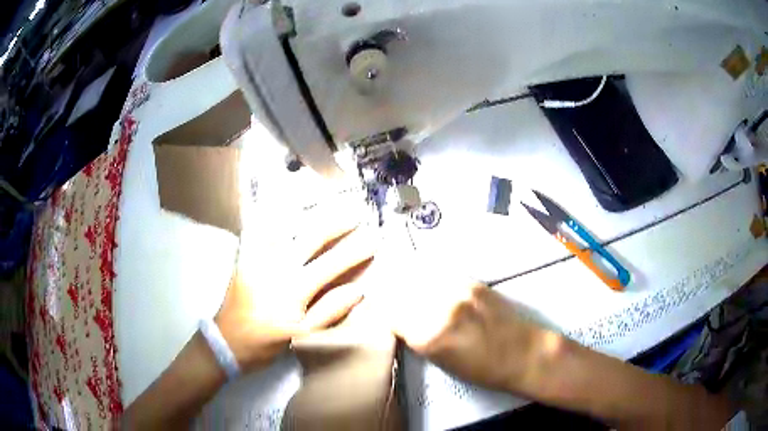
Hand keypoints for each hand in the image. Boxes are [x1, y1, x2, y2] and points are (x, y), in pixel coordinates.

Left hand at [215, 198, 375, 372]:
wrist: (227, 341)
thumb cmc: (268, 342)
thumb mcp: (303, 334)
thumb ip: (330, 311)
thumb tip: (358, 290)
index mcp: (295, 288)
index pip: (332, 264)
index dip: (355, 251)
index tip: (373, 239)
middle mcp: (277, 266)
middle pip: (311, 236)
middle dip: (336, 222)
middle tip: (354, 211)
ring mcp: (258, 258)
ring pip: (284, 225)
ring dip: (306, 211)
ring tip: (323, 199)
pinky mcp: (244, 257)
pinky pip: (257, 229)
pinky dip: (269, 215)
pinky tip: (280, 205)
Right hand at [362, 224, 542, 392]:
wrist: (523, 353)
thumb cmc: (481, 369)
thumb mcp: (439, 361)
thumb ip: (416, 336)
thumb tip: (398, 316)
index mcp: (429, 336)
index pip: (390, 312)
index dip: (380, 308)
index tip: (375, 305)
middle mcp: (440, 307)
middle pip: (400, 289)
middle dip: (389, 290)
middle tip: (383, 290)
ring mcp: (457, 290)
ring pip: (418, 275)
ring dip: (406, 278)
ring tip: (399, 278)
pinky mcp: (472, 281)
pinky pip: (438, 272)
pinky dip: (426, 274)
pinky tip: (424, 277)